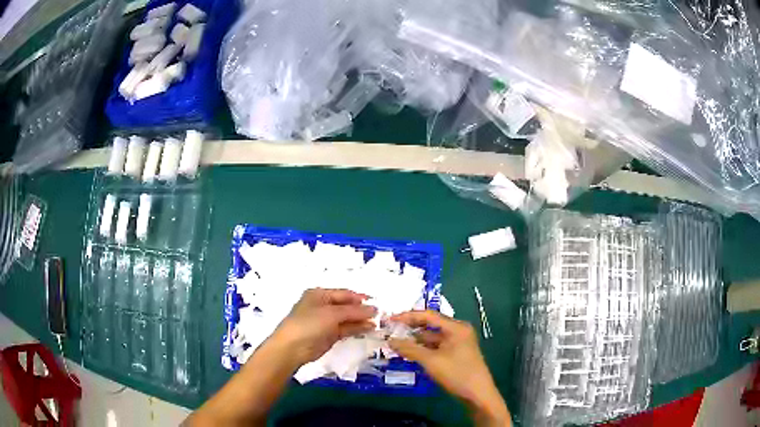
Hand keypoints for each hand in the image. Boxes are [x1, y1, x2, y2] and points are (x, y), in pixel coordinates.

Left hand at [267, 288, 376, 367]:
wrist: (292, 348)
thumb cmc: (309, 324)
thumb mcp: (332, 314)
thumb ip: (353, 311)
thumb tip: (373, 310)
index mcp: (320, 295)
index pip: (344, 294)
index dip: (360, 298)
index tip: (377, 303)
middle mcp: (323, 306)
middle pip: (346, 306)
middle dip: (361, 310)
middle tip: (380, 315)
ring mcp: (325, 322)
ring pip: (347, 319)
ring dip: (361, 320)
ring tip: (378, 323)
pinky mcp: (328, 336)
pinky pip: (345, 329)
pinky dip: (356, 329)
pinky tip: (368, 329)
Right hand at [389, 311, 510, 426]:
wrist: (477, 395)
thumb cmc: (457, 374)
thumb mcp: (431, 361)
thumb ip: (410, 349)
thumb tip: (390, 340)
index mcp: (456, 327)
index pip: (429, 316)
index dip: (408, 316)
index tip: (389, 320)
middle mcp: (458, 331)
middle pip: (430, 326)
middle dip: (410, 329)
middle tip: (389, 331)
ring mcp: (457, 344)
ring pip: (431, 338)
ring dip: (415, 341)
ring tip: (394, 344)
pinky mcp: (455, 355)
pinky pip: (435, 348)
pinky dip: (422, 350)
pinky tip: (408, 354)